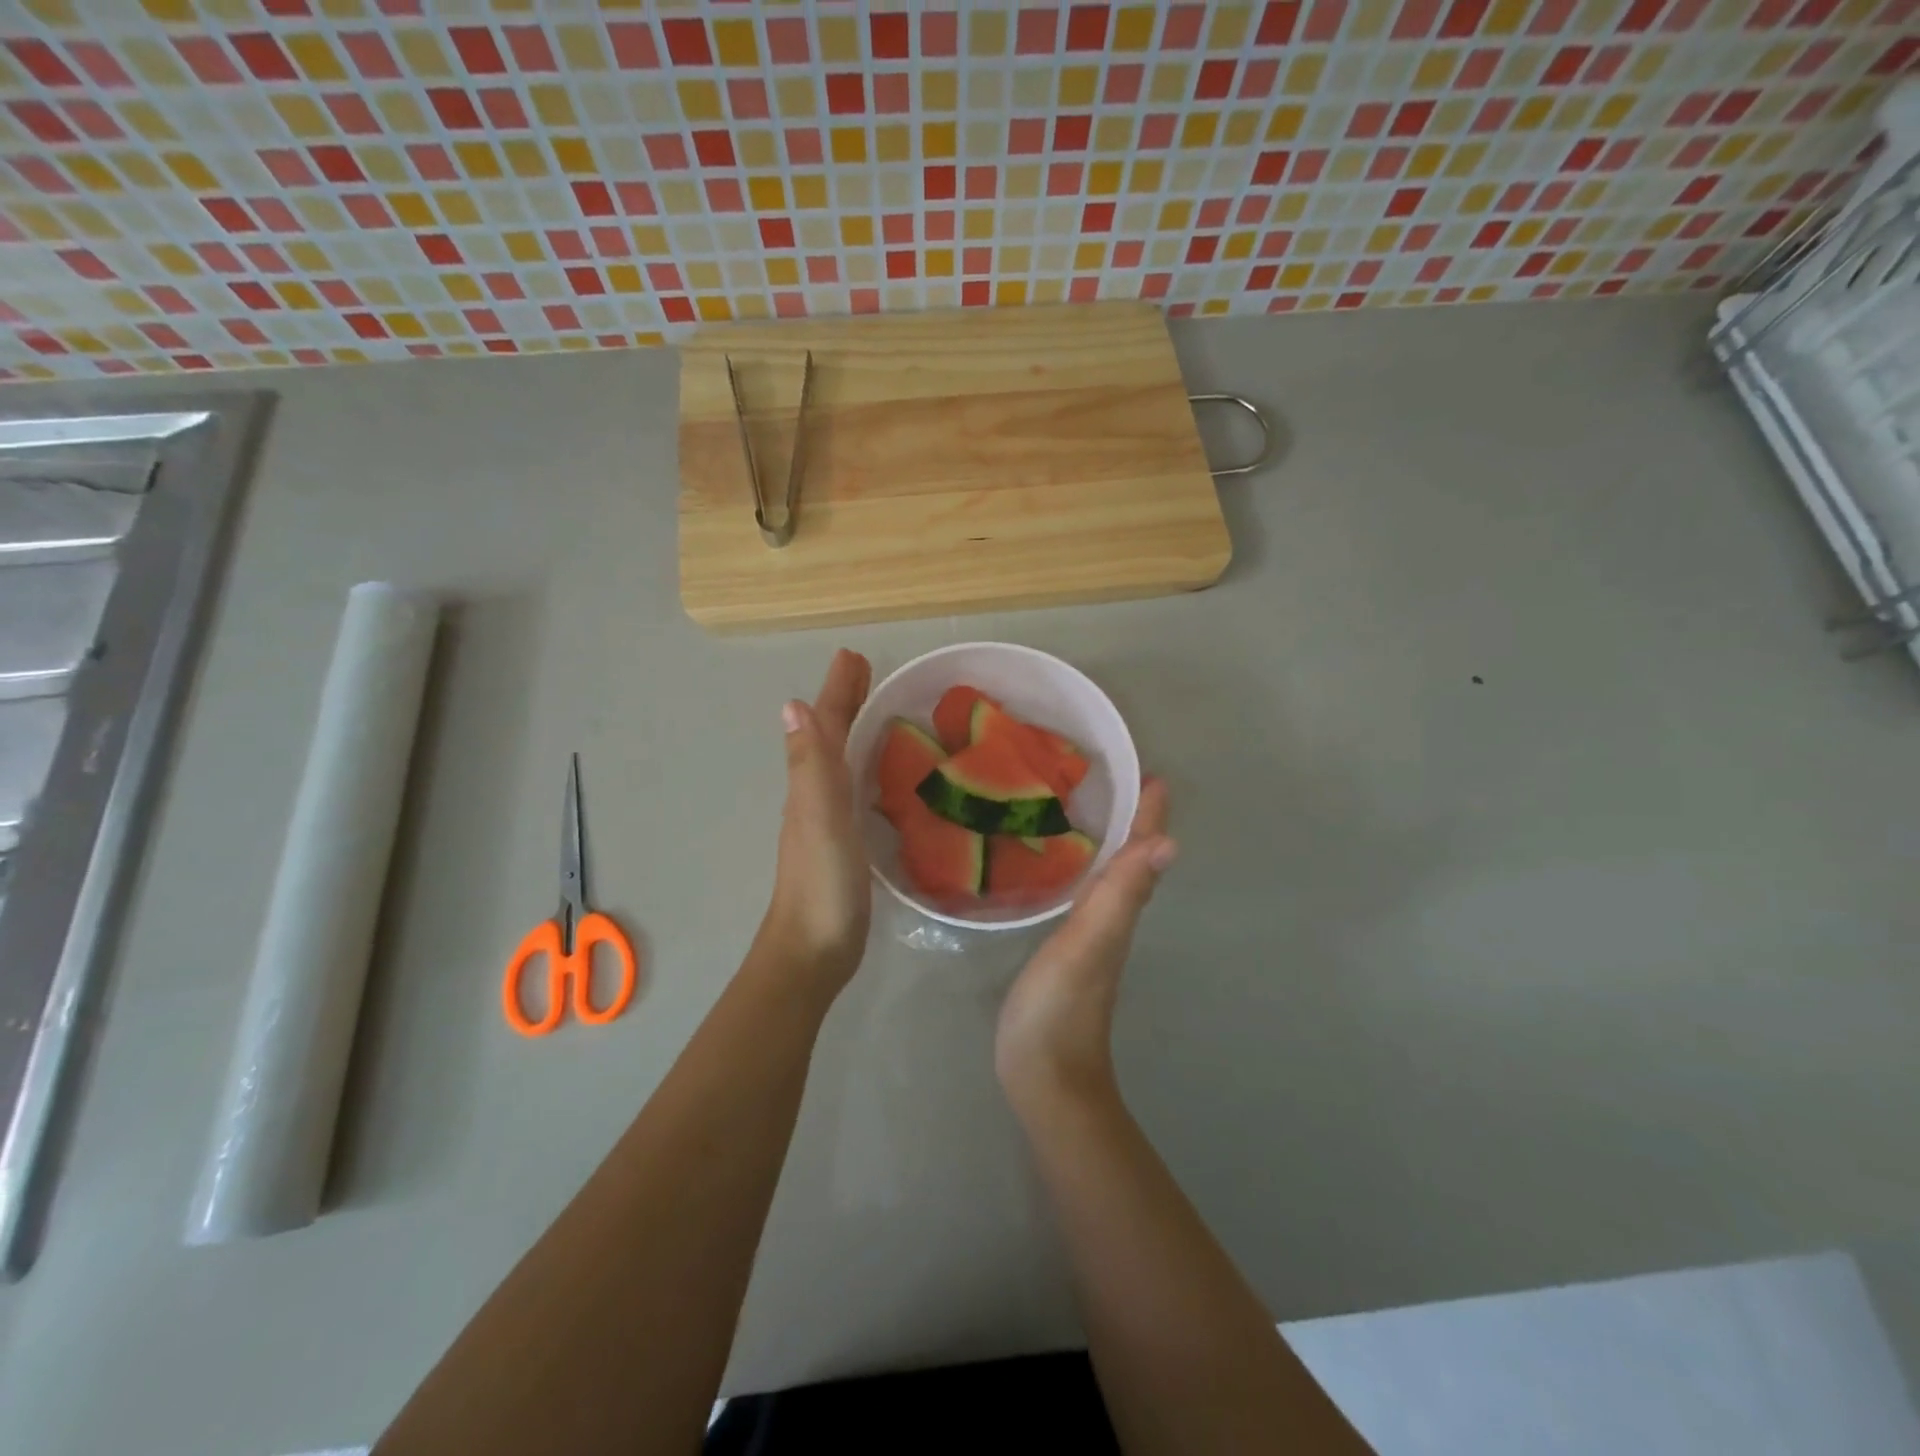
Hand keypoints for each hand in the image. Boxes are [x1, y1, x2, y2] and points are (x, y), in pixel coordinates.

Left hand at [760, 649, 873, 996]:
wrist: (812, 952)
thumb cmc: (822, 885)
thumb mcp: (819, 819)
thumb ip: (812, 766)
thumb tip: (792, 704)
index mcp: (811, 784)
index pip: (825, 725)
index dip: (838, 690)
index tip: (854, 655)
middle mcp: (815, 796)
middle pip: (829, 737)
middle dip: (846, 701)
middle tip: (867, 671)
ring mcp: (827, 822)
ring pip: (841, 762)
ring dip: (854, 731)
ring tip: (879, 712)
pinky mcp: (845, 845)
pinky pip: (855, 792)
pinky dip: (865, 770)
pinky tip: (880, 778)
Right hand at [995, 779, 1175, 1112]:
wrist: (1045, 1076)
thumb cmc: (1059, 1007)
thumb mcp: (1088, 944)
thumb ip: (1121, 896)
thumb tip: (1169, 843)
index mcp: (1118, 912)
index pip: (1140, 854)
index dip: (1148, 816)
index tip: (1152, 776)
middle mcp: (1113, 920)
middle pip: (1132, 862)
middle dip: (1134, 822)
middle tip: (1123, 783)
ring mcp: (1092, 939)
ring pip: (1113, 880)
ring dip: (1113, 844)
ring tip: (1098, 811)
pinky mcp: (1069, 953)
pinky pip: (1088, 898)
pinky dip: (1088, 872)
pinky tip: (1069, 869)